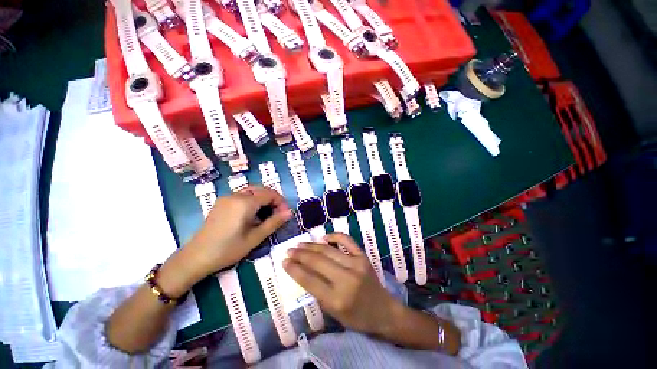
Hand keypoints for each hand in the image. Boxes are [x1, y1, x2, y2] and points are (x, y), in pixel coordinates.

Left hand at [181, 186, 291, 280]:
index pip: (270, 194)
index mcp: (244, 203)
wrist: (196, 257)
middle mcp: (235, 195)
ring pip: (252, 192)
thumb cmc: (228, 249)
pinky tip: (253, 215)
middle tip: (278, 214)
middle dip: (273, 199)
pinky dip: (253, 201)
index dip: (281, 202)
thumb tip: (290, 212)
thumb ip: (274, 222)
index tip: (285, 215)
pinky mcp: (222, 203)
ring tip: (268, 215)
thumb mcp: (255, 237)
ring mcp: (227, 198)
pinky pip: (243, 196)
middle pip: (261, 190)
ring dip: (264, 200)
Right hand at [283, 233, 398, 334]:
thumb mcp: (333, 312)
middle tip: (289, 250)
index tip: (284, 262)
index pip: (309, 280)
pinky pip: (346, 240)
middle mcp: (346, 279)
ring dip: (311, 245)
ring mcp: (356, 264)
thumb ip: (317, 291)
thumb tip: (302, 271)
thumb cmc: (357, 318)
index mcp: (337, 299)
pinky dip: (334, 236)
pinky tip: (323, 237)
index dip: (294, 269)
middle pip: (317, 261)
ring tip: (300, 244)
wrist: (384, 311)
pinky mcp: (363, 256)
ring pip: (328, 250)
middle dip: (300, 254)